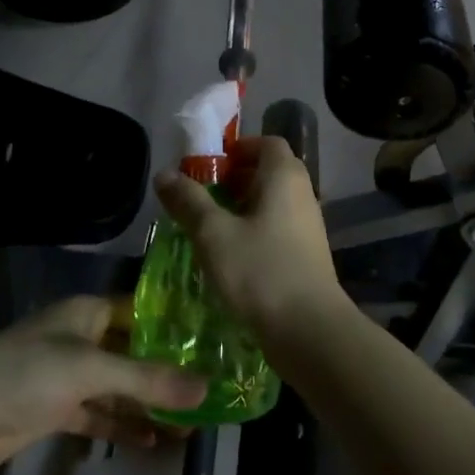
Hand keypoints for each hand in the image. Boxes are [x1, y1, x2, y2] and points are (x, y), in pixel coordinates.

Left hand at [0, 296, 206, 474]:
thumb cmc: (21, 375)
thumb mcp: (88, 370)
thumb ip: (146, 380)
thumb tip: (206, 389)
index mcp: (88, 312)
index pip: (143, 310)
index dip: (177, 324)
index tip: (218, 340)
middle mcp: (81, 338)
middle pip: (134, 351)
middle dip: (168, 370)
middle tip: (213, 389)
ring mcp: (67, 376)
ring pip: (118, 386)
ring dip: (149, 403)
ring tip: (192, 422)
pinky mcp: (54, 411)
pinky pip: (98, 414)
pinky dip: (121, 425)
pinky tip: (152, 440)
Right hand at [153, 135, 348, 344]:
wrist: (310, 331)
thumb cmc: (260, 271)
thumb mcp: (213, 234)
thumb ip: (188, 201)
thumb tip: (164, 173)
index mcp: (284, 177)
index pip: (266, 143)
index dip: (238, 148)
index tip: (210, 167)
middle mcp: (302, 194)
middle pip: (269, 171)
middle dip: (234, 179)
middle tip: (202, 198)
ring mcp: (308, 226)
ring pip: (273, 203)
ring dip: (242, 208)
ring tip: (210, 229)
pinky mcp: (307, 255)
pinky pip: (278, 228)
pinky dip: (255, 231)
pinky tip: (231, 257)